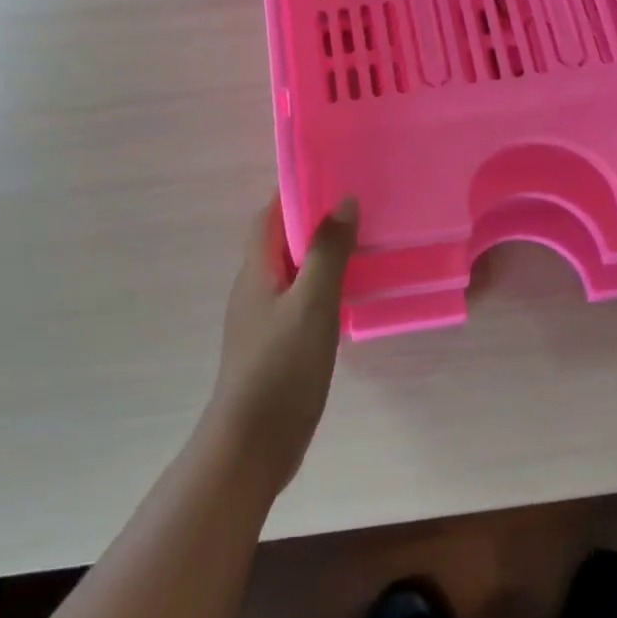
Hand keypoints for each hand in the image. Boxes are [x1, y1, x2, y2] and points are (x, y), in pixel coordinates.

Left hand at [205, 193, 358, 494]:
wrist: (252, 444)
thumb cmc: (280, 367)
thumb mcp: (312, 304)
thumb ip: (328, 252)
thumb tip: (343, 201)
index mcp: (256, 270)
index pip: (270, 214)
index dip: (296, 190)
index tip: (333, 172)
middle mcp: (255, 287)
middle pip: (282, 239)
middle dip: (314, 218)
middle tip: (359, 204)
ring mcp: (265, 317)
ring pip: (294, 270)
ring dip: (321, 253)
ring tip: (364, 240)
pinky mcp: (277, 344)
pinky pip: (301, 299)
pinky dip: (324, 286)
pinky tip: (351, 293)